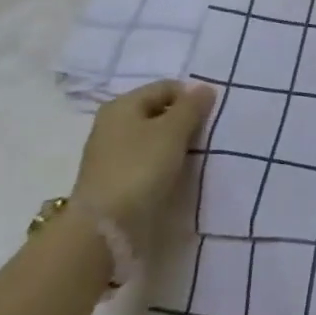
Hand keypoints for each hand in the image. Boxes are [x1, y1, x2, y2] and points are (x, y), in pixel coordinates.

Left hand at [72, 79, 216, 251]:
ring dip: (175, 145)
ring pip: (154, 138)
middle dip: (184, 122)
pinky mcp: (115, 179)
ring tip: (195, 157)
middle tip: (205, 138)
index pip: (166, 88)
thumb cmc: (140, 168)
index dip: (191, 97)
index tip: (210, 118)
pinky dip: (164, 163)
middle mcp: (113, 124)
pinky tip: (176, 174)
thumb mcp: (172, 132)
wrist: (105, 227)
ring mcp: (112, 153)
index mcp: (122, 105)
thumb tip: (205, 88)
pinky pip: (147, 160)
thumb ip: (191, 107)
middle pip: (159, 112)